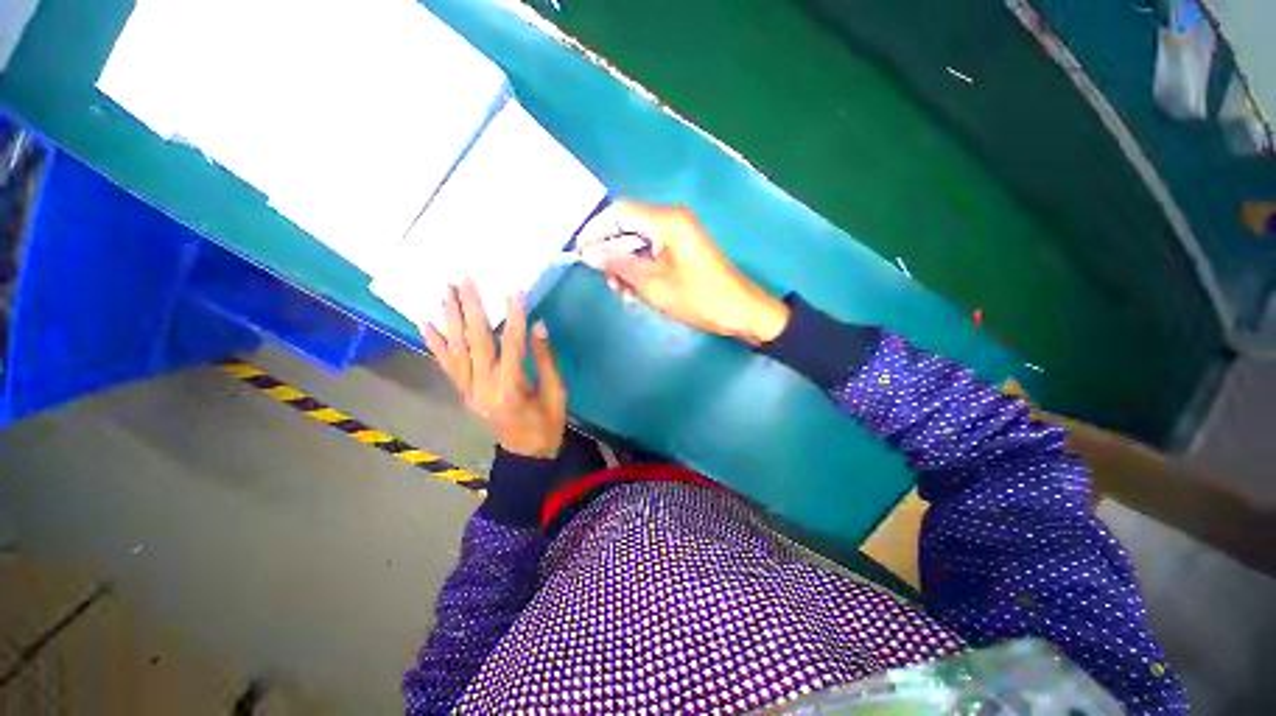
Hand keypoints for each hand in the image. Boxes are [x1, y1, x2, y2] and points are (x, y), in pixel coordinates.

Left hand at [420, 279, 566, 458]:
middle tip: (464, 279)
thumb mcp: (556, 394)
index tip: (514, 290)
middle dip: (471, 307)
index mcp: (511, 388)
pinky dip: (435, 344)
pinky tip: (425, 323)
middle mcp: (483, 386)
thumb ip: (545, 359)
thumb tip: (538, 325)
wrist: (525, 455)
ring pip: (456, 349)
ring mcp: (468, 390)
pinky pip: (446, 365)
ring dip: (450, 318)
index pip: (512, 343)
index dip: (515, 316)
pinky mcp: (463, 393)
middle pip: (475, 340)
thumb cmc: (547, 425)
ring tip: (445, 291)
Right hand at [579, 201, 789, 344]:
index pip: (619, 212)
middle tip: (608, 283)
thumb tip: (588, 253)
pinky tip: (637, 291)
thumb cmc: (700, 300)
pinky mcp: (682, 247)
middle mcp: (671, 219)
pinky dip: (641, 269)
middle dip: (612, 254)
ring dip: (626, 265)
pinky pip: (652, 251)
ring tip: (624, 293)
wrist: (741, 312)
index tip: (580, 253)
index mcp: (667, 222)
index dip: (596, 230)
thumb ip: (620, 266)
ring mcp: (678, 233)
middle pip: (628, 226)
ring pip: (638, 242)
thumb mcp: (655, 286)